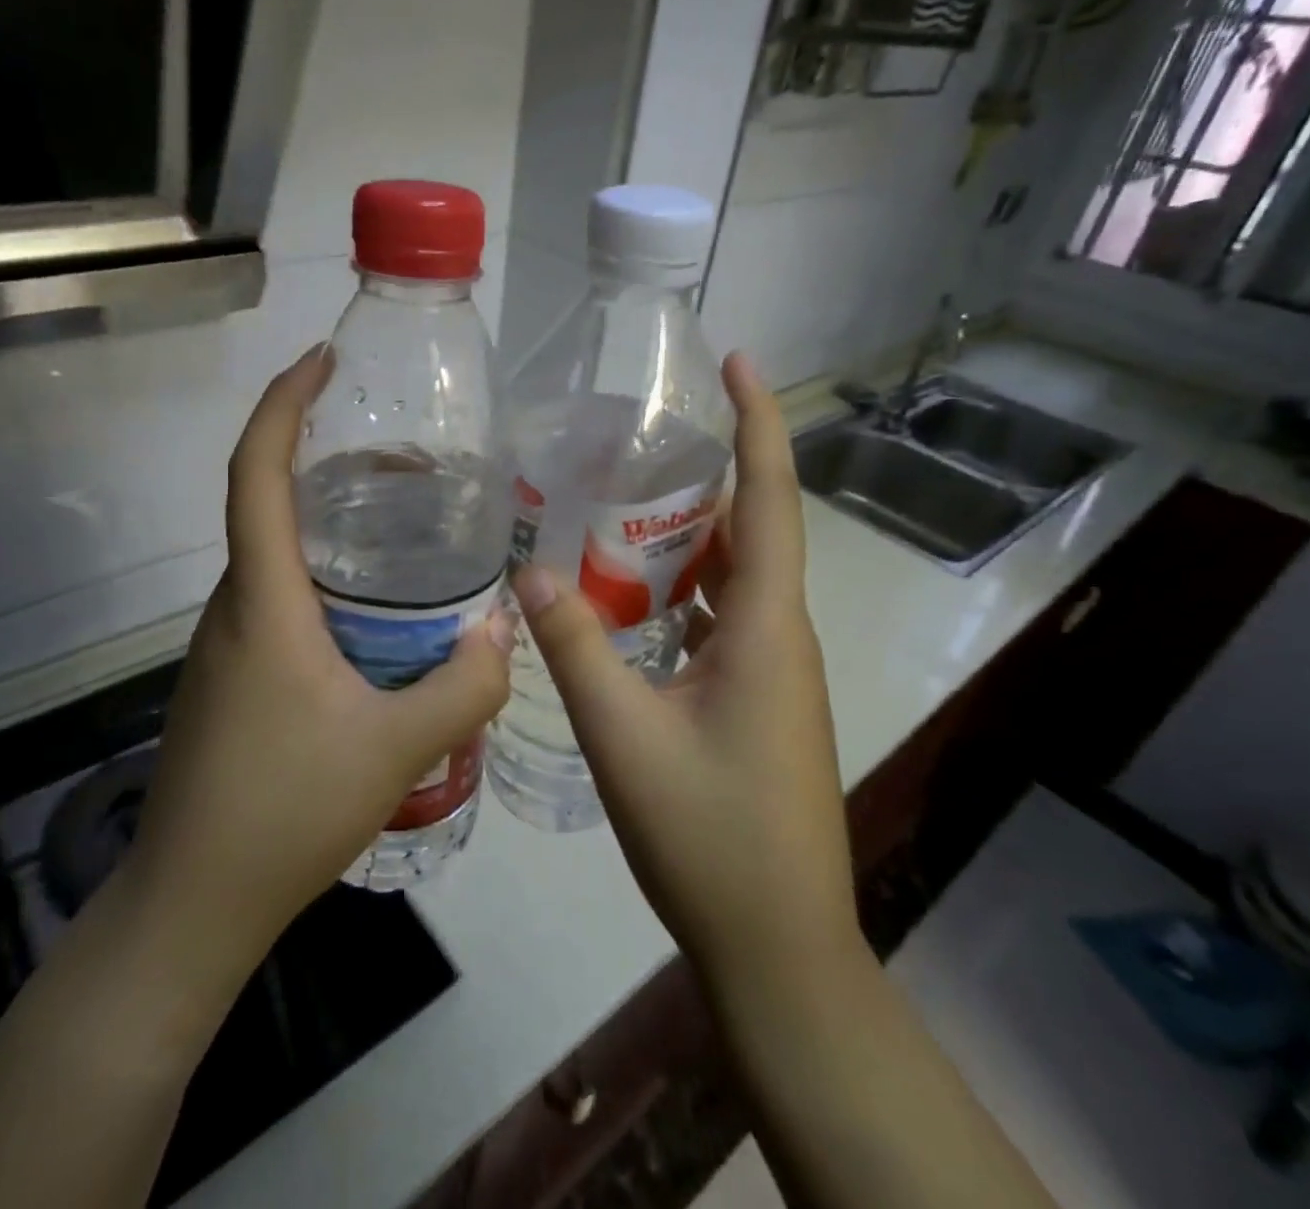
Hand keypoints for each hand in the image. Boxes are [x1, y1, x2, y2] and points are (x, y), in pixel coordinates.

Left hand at [127, 348, 512, 975]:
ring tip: (406, 531)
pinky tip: (377, 618)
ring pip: (277, 559)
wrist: (192, 905)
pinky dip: (324, 580)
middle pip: (270, 506)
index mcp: (262, 603)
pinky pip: (278, 602)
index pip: (256, 475)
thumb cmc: (285, 812)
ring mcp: (227, 646)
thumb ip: (464, 685)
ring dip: (330, 527)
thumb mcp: (397, 748)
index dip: (282, 406)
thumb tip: (504, 630)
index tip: (320, 361)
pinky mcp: (232, 679)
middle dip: (328, 463)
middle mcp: (233, 609)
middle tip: (409, 462)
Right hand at [510, 352, 858, 985]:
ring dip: (686, 536)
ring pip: (733, 577)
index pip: (771, 499)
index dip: (758, 423)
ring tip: (617, 504)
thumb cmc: (710, 837)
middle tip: (634, 437)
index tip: (738, 360)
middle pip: (751, 529)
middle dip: (704, 472)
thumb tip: (530, 575)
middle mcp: (779, 635)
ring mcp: (772, 672)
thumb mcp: (625, 739)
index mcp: (765, 629)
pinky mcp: (757, 701)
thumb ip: (576, 651)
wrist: (777, 947)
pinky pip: (721, 619)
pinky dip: (680, 591)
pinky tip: (625, 598)